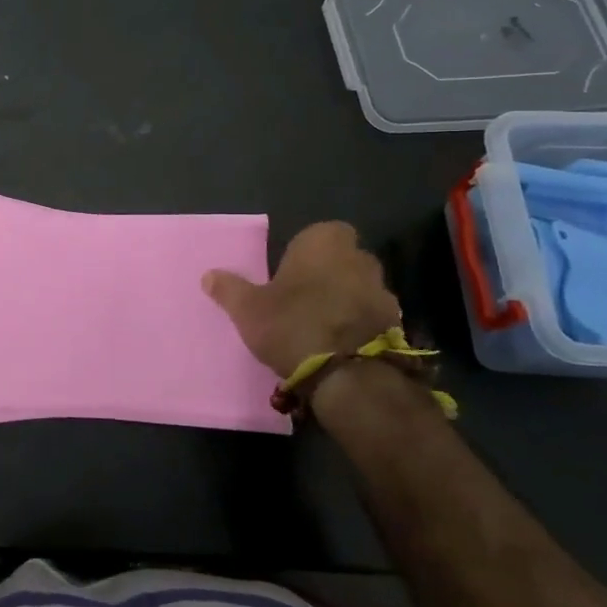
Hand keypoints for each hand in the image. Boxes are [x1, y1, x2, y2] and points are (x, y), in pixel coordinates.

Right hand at [202, 221, 401, 379]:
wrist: (349, 375)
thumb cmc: (293, 324)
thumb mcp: (248, 309)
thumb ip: (229, 289)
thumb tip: (209, 275)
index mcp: (325, 243)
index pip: (324, 232)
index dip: (309, 250)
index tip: (292, 270)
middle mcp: (360, 259)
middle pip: (344, 259)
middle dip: (328, 273)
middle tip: (302, 297)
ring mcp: (384, 292)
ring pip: (360, 288)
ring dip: (345, 300)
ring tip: (320, 325)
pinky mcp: (396, 325)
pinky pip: (372, 317)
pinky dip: (359, 325)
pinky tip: (339, 345)